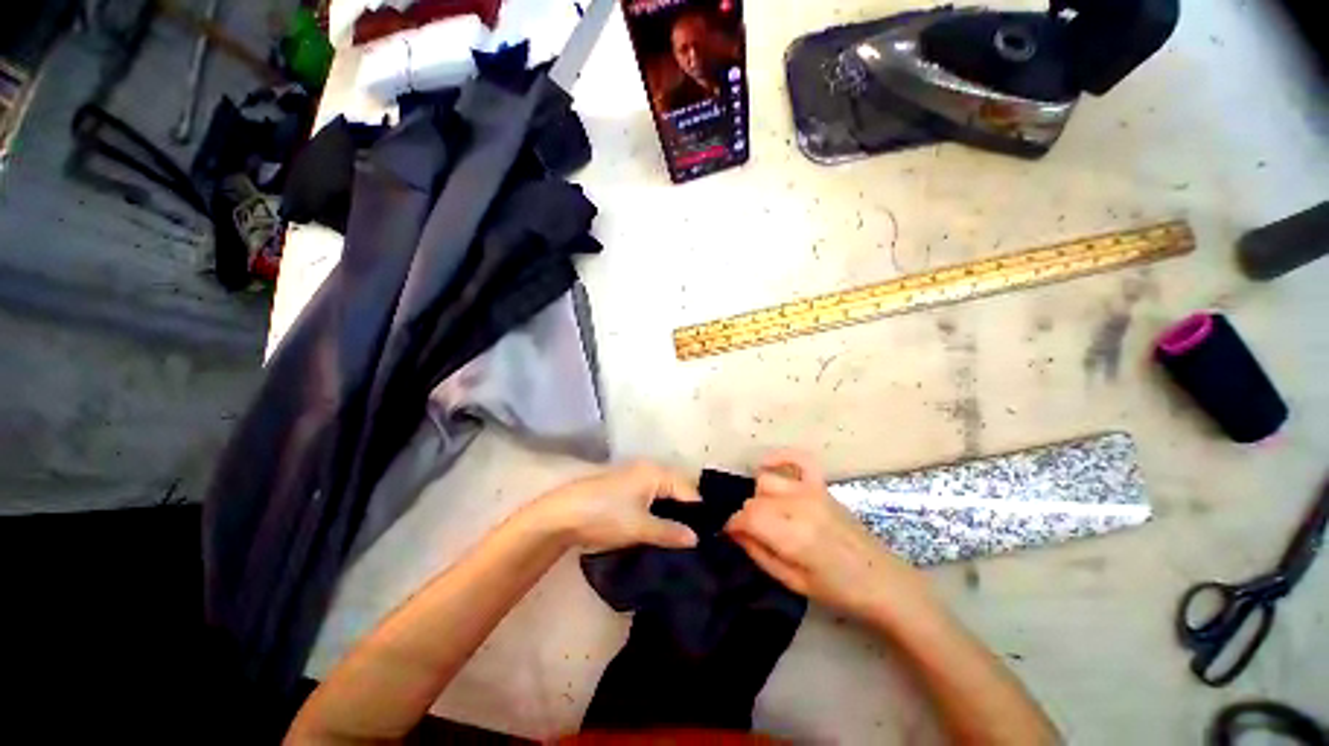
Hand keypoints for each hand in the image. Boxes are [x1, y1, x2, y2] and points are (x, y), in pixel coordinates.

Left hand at [534, 461, 701, 552]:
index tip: (711, 536)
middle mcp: (649, 470)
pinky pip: (652, 498)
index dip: (700, 513)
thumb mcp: (640, 527)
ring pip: (665, 495)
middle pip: (678, 491)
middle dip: (688, 513)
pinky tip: (663, 530)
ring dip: (673, 514)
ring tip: (684, 539)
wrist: (562, 515)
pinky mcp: (626, 490)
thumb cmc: (605, 515)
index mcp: (656, 472)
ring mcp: (636, 478)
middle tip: (699, 539)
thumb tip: (695, 539)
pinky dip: (659, 512)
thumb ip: (670, 532)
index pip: (689, 490)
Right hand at [724, 450, 931, 619]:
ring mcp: (812, 491)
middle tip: (751, 534)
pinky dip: (780, 458)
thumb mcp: (792, 582)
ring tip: (766, 514)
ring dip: (759, 496)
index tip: (730, 535)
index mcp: (793, 536)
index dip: (732, 525)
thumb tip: (733, 533)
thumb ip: (758, 553)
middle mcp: (800, 506)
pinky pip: (796, 459)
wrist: (883, 581)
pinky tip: (768, 467)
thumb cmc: (838, 591)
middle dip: (746, 516)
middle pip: (754, 498)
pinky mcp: (822, 486)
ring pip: (767, 480)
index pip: (747, 516)